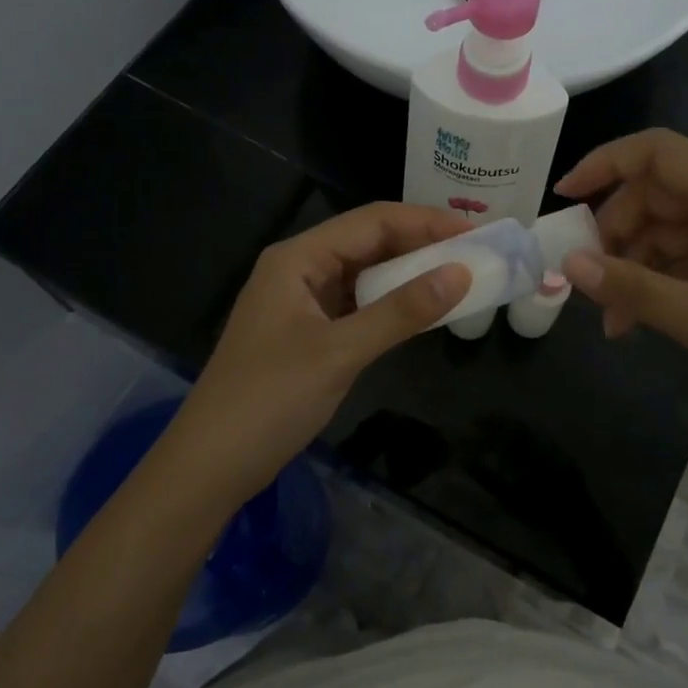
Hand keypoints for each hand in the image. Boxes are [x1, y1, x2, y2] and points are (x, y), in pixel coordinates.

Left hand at [159, 203, 471, 507]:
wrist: (210, 466)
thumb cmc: (268, 400)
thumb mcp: (340, 352)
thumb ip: (401, 312)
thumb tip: (461, 274)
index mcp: (298, 258)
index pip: (372, 222)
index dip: (426, 222)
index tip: (476, 232)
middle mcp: (299, 269)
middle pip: (369, 242)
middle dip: (421, 244)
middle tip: (477, 253)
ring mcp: (302, 301)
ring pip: (365, 274)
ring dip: (409, 274)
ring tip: (459, 276)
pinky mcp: (308, 332)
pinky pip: (358, 304)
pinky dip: (391, 304)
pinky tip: (422, 310)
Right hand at [555, 129, 687, 471]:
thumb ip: (636, 289)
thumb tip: (570, 264)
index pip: (660, 154)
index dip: (606, 164)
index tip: (563, 199)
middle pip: (658, 195)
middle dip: (615, 231)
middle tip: (586, 278)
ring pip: (669, 233)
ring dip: (633, 266)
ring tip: (609, 319)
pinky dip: (657, 287)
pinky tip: (635, 324)